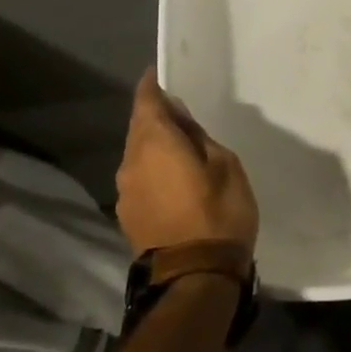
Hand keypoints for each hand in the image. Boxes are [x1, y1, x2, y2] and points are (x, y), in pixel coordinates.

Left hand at [115, 73, 259, 256]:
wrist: (194, 277)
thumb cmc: (218, 212)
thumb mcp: (224, 165)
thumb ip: (198, 138)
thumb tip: (179, 120)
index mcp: (154, 144)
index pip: (145, 103)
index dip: (151, 86)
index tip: (157, 74)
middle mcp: (131, 163)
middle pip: (138, 129)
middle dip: (155, 116)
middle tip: (179, 111)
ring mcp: (126, 193)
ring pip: (137, 155)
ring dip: (154, 145)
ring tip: (181, 145)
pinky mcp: (128, 216)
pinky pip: (140, 178)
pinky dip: (153, 168)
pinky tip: (173, 176)